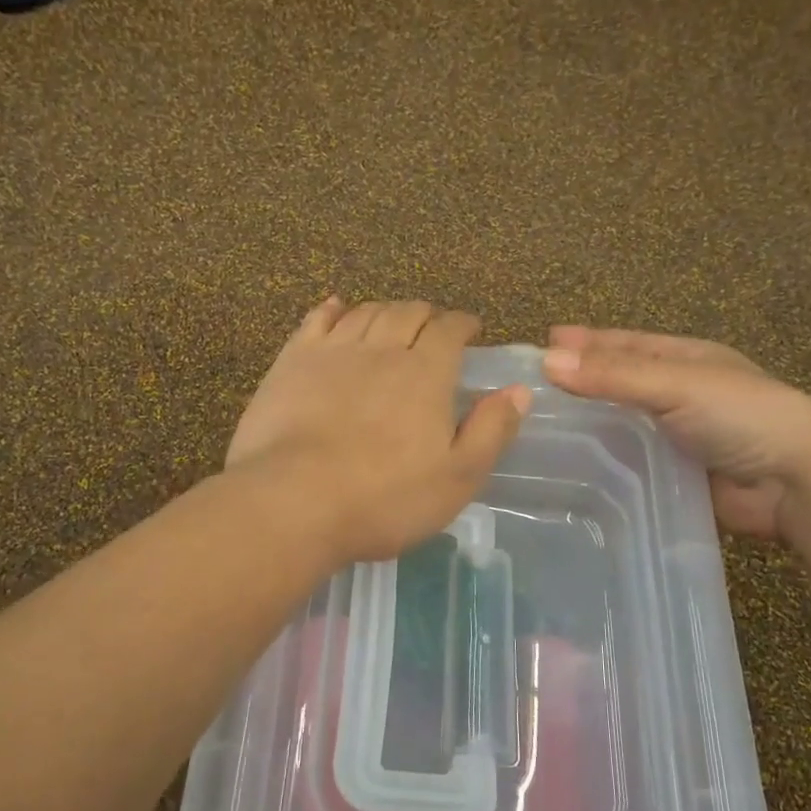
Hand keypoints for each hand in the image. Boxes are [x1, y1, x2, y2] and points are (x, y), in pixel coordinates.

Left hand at [228, 298, 531, 563]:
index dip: (463, 324)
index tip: (470, 328)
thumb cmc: (384, 499)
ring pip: (365, 312)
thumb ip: (491, 431)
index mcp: (426, 373)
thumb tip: (519, 390)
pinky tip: (336, 307)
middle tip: (433, 325)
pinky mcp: (291, 362)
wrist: (293, 503)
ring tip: (392, 320)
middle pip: (407, 312)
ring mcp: (332, 352)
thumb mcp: (457, 478)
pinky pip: (316, 321)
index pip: (449, 330)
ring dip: (385, 310)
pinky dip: (331, 309)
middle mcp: (382, 349)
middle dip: (426, 314)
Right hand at [542, 326, 810, 541]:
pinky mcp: (673, 476)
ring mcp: (677, 437)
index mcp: (685, 359)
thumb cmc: (742, 415)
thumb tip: (546, 361)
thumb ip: (614, 375)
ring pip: (621, 426)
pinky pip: (629, 464)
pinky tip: (569, 469)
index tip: (543, 342)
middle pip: (619, 383)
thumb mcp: (677, 383)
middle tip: (531, 389)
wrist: (797, 483)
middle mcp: (679, 394)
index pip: (625, 345)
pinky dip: (602, 463)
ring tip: (539, 430)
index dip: (586, 342)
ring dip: (587, 426)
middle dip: (580, 382)